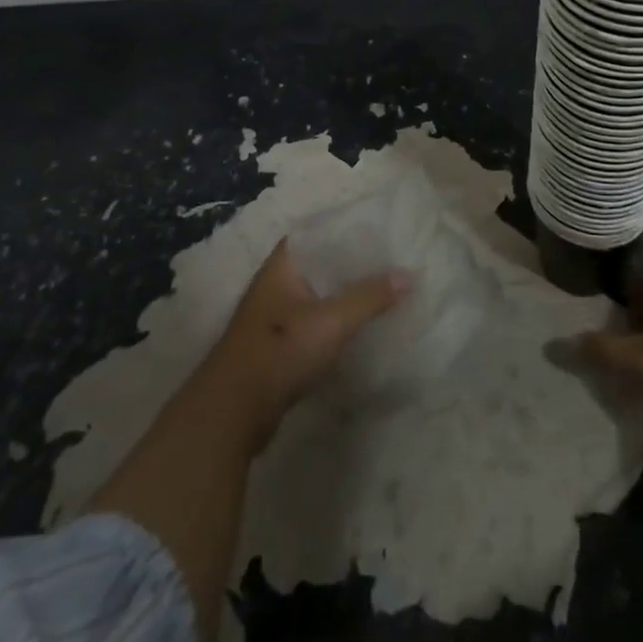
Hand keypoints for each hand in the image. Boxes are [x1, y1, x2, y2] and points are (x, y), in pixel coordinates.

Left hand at [195, 239, 409, 453]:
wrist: (233, 412)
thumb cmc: (280, 350)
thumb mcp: (331, 320)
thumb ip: (369, 296)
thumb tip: (409, 274)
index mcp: (282, 264)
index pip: (318, 232)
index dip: (346, 229)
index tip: (379, 229)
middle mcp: (276, 284)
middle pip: (321, 265)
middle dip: (352, 264)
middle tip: (391, 260)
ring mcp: (275, 317)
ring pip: (319, 296)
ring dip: (345, 295)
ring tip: (384, 290)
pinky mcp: (279, 347)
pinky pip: (315, 323)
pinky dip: (336, 322)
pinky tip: (360, 327)